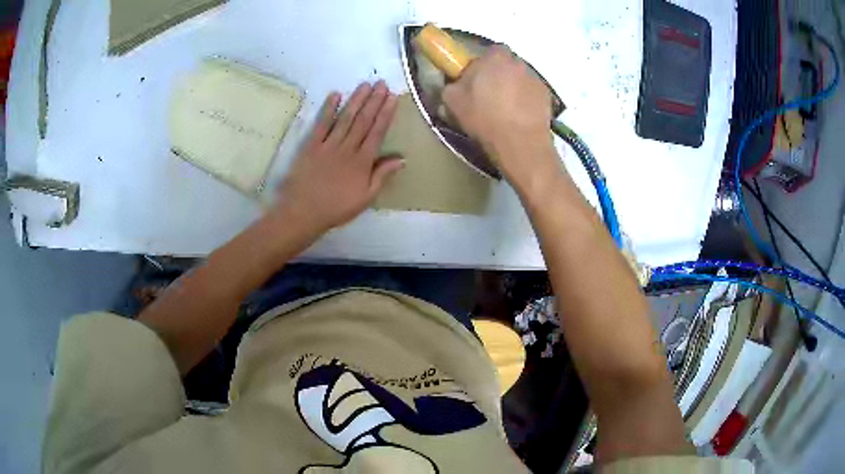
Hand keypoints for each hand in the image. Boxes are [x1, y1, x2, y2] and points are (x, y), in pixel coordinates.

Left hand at [273, 81, 401, 234]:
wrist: (303, 212)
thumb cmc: (336, 208)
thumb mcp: (365, 198)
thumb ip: (382, 176)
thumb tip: (401, 159)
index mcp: (362, 162)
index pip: (377, 132)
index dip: (386, 114)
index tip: (392, 98)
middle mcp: (347, 148)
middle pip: (363, 121)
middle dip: (374, 101)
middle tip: (382, 83)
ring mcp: (328, 145)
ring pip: (345, 118)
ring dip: (356, 100)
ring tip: (365, 85)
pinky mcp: (311, 145)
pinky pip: (321, 124)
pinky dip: (328, 109)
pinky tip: (335, 95)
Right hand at [443, 46, 558, 188]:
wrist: (519, 143)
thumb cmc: (483, 117)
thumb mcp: (452, 101)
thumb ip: (452, 85)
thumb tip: (456, 83)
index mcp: (495, 57)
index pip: (490, 51)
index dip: (483, 64)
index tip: (476, 78)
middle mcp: (518, 62)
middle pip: (506, 64)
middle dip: (499, 75)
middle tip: (489, 95)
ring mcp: (535, 79)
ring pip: (520, 79)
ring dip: (514, 88)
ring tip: (505, 110)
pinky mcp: (547, 97)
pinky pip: (532, 94)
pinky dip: (526, 101)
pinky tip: (519, 118)